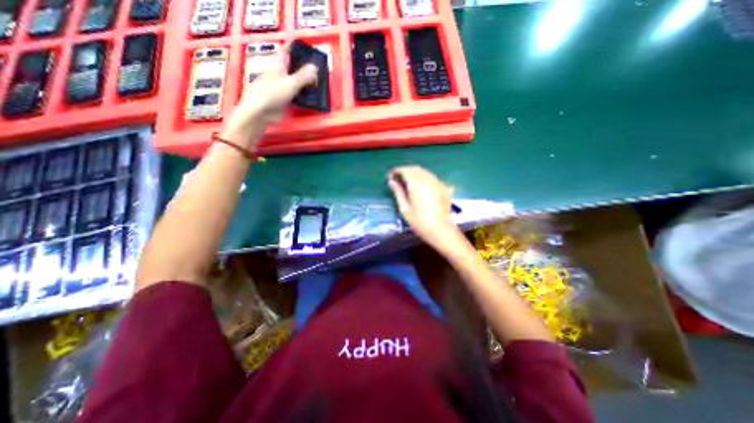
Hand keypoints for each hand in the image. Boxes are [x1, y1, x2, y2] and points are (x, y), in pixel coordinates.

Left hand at [222, 58, 318, 150]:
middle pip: (293, 67)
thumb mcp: (291, 84)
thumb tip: (315, 66)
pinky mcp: (284, 99)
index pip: (288, 51)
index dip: (297, 48)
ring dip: (305, 82)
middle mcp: (279, 73)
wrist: (260, 113)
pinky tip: (312, 96)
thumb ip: (303, 76)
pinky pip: (296, 93)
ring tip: (319, 82)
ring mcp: (281, 86)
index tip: (310, 50)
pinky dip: (303, 94)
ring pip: (296, 81)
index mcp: (278, 64)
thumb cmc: (272, 94)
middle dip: (305, 67)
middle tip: (320, 69)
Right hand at [388, 165, 459, 246]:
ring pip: (424, 172)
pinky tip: (421, 186)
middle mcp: (428, 179)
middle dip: (405, 171)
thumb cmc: (419, 222)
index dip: (396, 171)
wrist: (441, 230)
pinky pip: (432, 177)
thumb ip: (398, 192)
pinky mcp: (444, 187)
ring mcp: (438, 182)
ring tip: (408, 182)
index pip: (405, 170)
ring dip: (414, 173)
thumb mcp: (404, 208)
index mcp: (417, 184)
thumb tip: (391, 181)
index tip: (390, 177)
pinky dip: (424, 178)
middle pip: (415, 168)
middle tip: (397, 179)